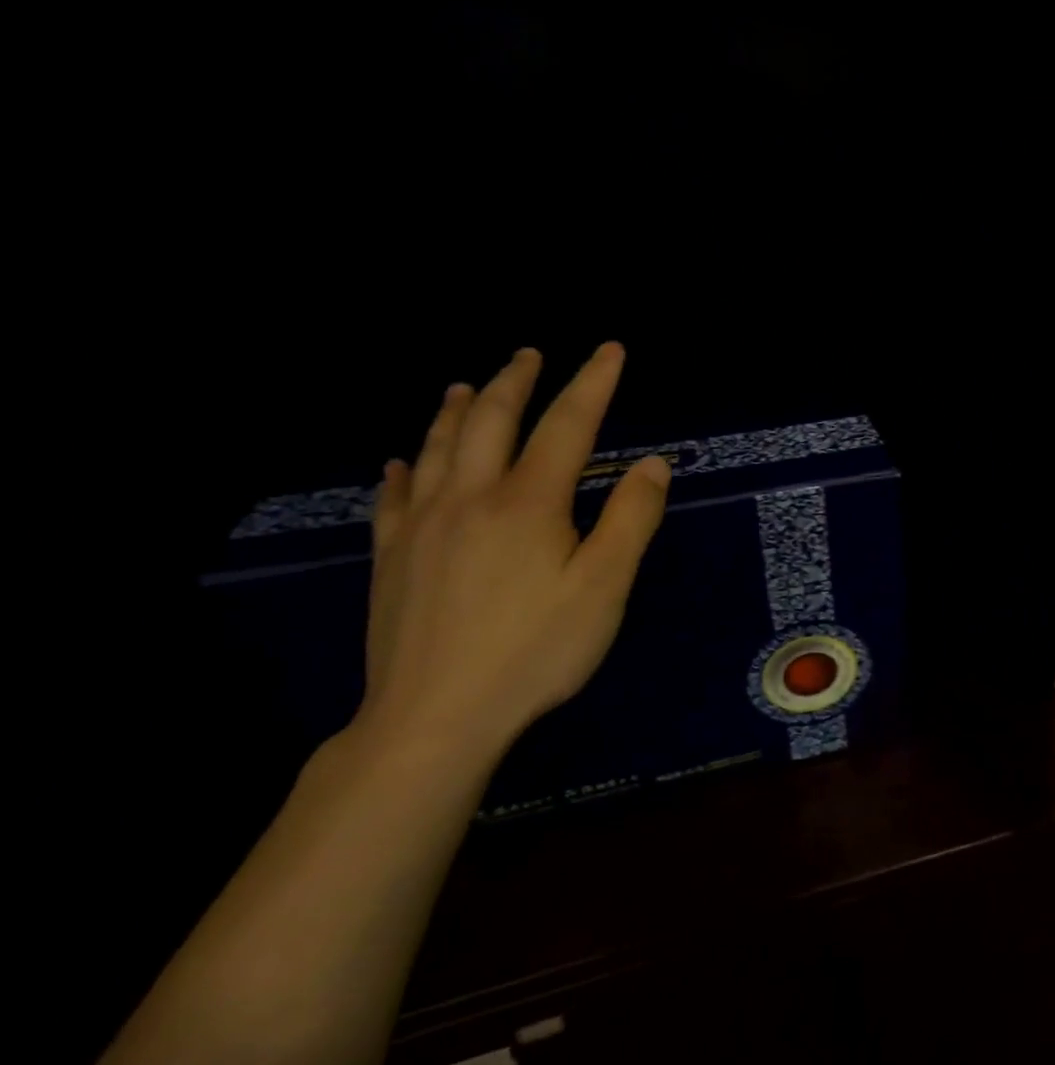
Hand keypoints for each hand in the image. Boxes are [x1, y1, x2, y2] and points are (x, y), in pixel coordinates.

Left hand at [357, 343, 670, 759]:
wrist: (435, 715)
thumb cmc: (535, 650)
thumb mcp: (604, 587)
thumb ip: (631, 519)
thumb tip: (652, 463)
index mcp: (529, 502)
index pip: (568, 426)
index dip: (592, 383)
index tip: (610, 350)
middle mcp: (470, 498)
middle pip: (492, 422)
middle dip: (517, 381)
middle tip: (530, 353)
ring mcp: (422, 526)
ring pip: (438, 448)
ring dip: (456, 410)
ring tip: (467, 385)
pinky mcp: (392, 558)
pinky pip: (394, 497)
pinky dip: (404, 469)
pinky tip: (402, 463)